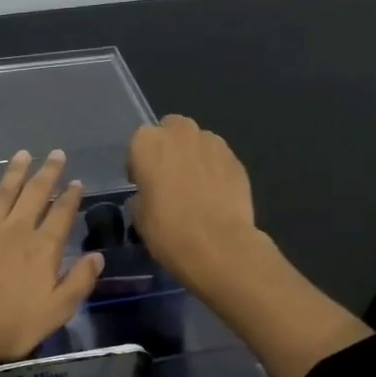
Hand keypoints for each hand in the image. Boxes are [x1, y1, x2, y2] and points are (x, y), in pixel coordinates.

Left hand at [0, 149, 104, 370]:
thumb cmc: (12, 324)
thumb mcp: (57, 310)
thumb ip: (79, 281)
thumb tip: (97, 256)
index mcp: (43, 247)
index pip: (62, 214)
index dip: (71, 196)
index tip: (77, 181)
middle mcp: (16, 230)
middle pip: (34, 194)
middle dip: (47, 172)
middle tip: (56, 153)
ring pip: (3, 194)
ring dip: (14, 173)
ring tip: (22, 154)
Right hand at [127, 115, 260, 297]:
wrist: (218, 245)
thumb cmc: (168, 230)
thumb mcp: (139, 216)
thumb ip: (142, 194)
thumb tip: (149, 194)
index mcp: (148, 143)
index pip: (138, 143)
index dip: (140, 163)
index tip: (142, 184)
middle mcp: (180, 133)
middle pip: (171, 130)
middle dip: (169, 148)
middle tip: (168, 178)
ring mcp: (213, 143)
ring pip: (198, 141)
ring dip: (193, 156)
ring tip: (194, 187)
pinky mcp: (237, 159)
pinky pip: (218, 158)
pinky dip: (214, 170)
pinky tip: (214, 195)